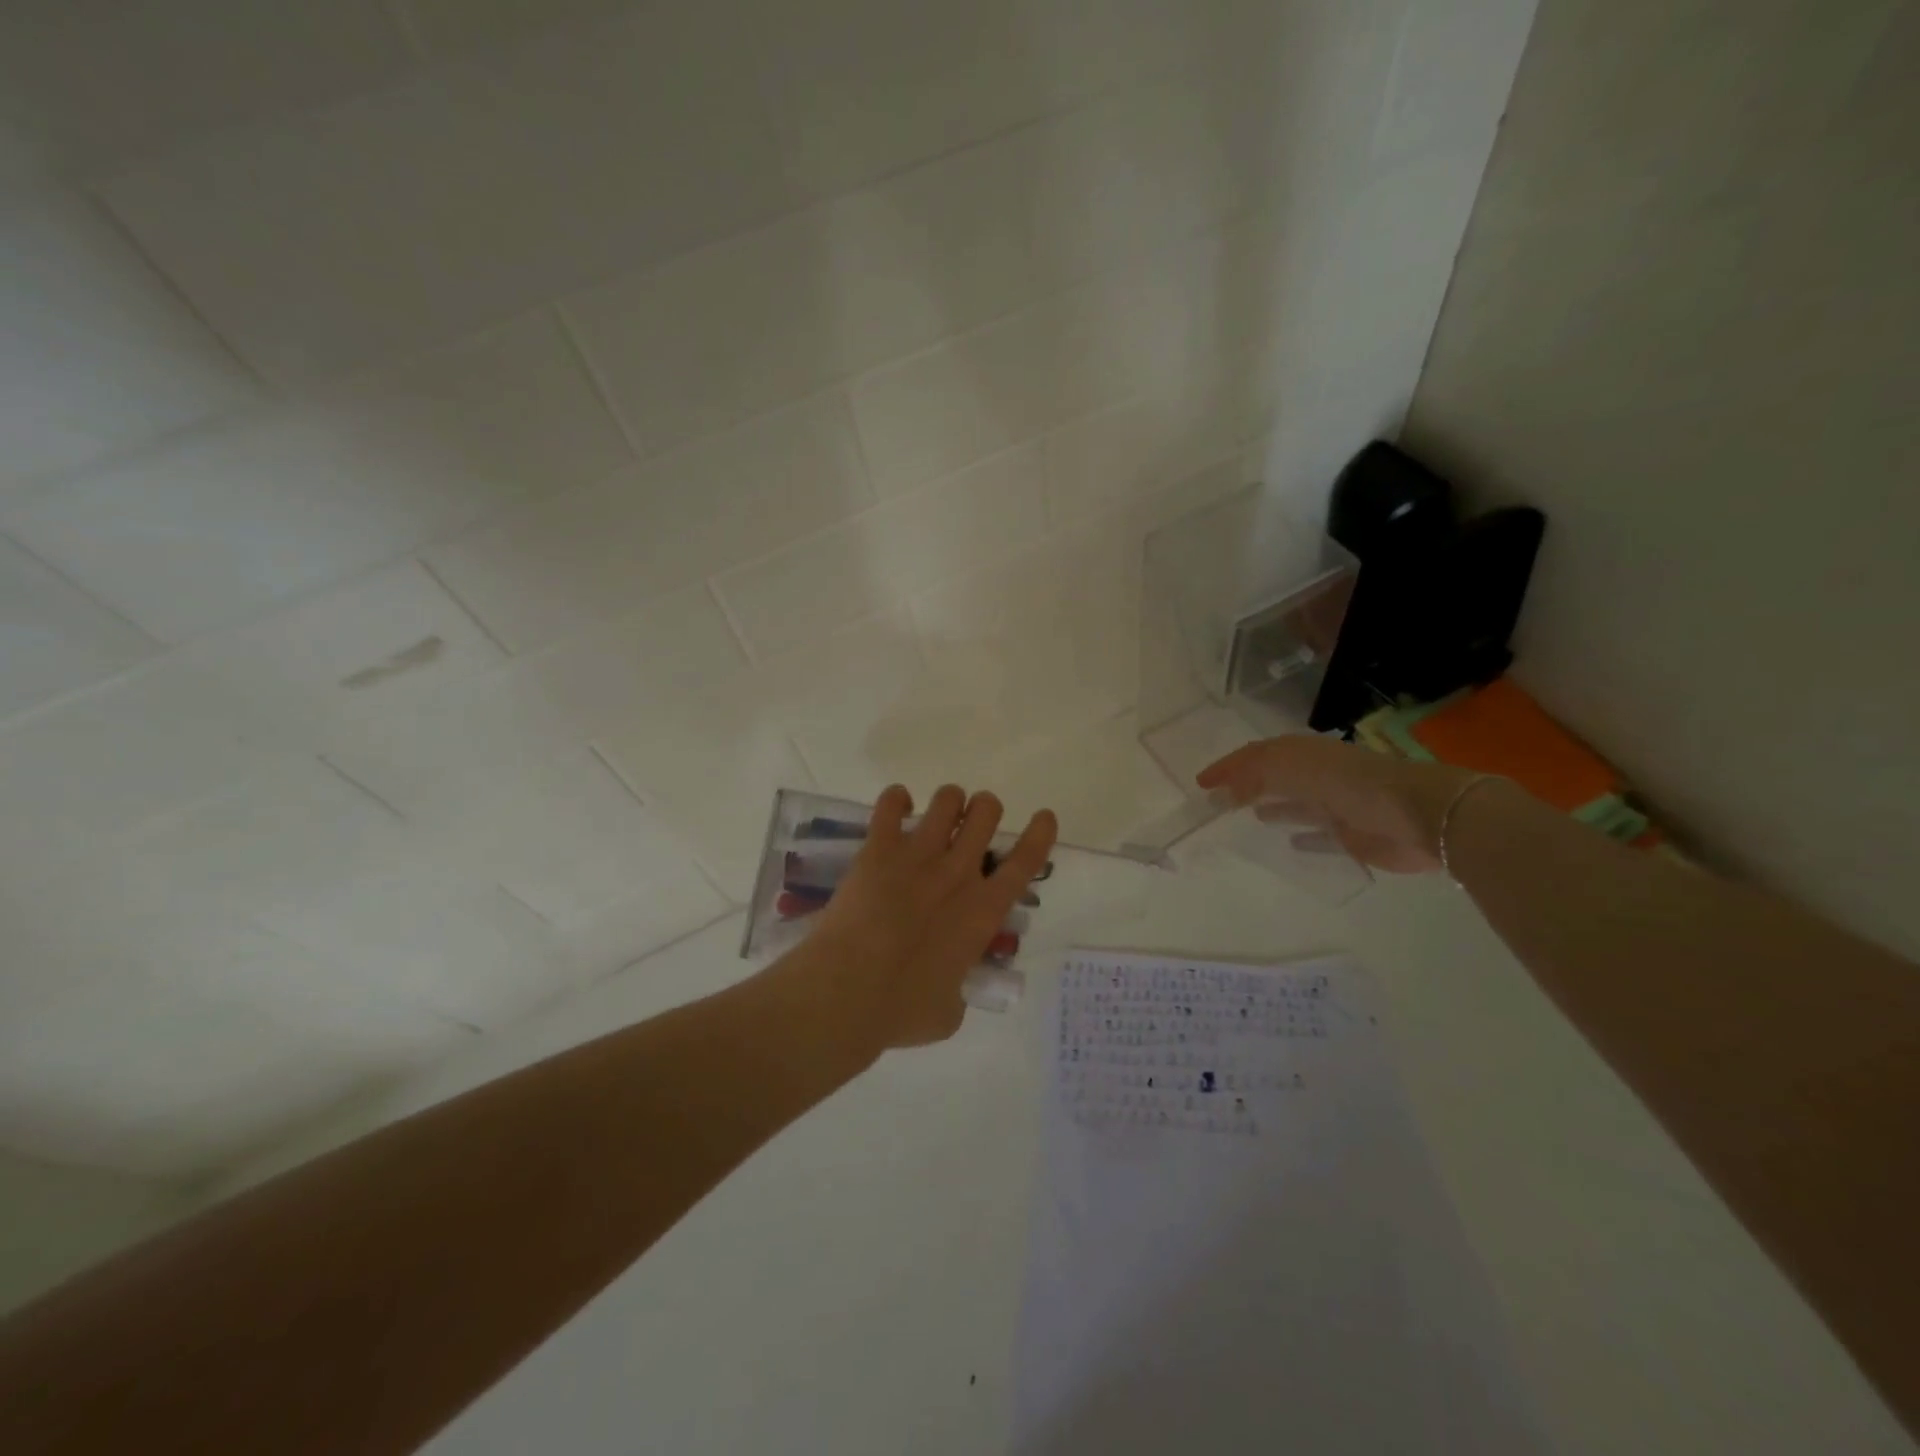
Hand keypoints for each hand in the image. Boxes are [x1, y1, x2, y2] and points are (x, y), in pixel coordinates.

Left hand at [803, 784, 1056, 1052]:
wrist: (846, 992)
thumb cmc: (901, 1010)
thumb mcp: (948, 1012)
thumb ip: (957, 991)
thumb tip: (949, 990)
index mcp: (983, 911)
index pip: (1026, 861)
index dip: (1039, 834)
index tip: (1043, 817)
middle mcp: (958, 872)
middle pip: (986, 813)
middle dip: (985, 811)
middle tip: (971, 827)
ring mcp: (918, 855)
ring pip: (948, 799)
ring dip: (949, 801)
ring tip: (940, 815)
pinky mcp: (878, 849)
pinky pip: (891, 803)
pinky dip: (896, 799)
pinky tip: (897, 808)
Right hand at [1197, 735, 1475, 873]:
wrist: (1420, 816)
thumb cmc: (1350, 784)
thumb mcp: (1293, 768)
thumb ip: (1253, 774)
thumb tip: (1222, 792)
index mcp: (1305, 755)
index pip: (1258, 755)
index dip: (1229, 766)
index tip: (1201, 783)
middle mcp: (1319, 777)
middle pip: (1276, 777)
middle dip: (1247, 784)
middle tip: (1217, 800)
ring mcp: (1337, 807)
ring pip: (1296, 805)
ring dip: (1272, 807)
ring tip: (1245, 816)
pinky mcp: (1352, 837)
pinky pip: (1319, 836)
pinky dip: (1302, 838)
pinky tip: (1287, 845)